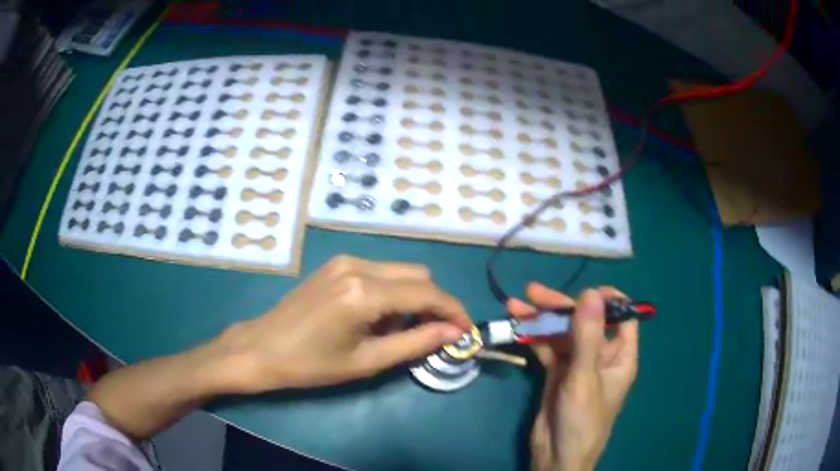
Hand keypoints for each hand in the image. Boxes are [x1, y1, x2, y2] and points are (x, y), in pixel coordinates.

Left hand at [209, 256, 472, 392]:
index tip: (467, 331)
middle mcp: (359, 265)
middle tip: (432, 336)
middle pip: (419, 275)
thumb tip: (453, 332)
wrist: (261, 348)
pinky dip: (391, 292)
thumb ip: (416, 343)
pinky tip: (376, 317)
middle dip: (434, 304)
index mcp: (365, 292)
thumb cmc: (311, 364)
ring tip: (397, 331)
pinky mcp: (336, 264)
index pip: (427, 293)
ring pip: (401, 271)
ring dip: (412, 298)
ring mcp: (345, 261)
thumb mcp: (367, 361)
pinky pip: (380, 272)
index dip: (454, 311)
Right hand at [508, 284, 638, 470]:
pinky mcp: (557, 374)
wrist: (557, 457)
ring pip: (562, 334)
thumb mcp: (585, 377)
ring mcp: (577, 364)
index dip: (606, 300)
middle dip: (560, 306)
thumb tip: (591, 292)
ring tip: (516, 305)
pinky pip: (548, 349)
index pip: (622, 316)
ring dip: (541, 320)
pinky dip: (534, 338)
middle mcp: (601, 355)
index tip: (582, 292)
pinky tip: (518, 327)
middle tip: (532, 293)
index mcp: (620, 355)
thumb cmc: (582, 420)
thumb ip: (588, 336)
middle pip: (584, 321)